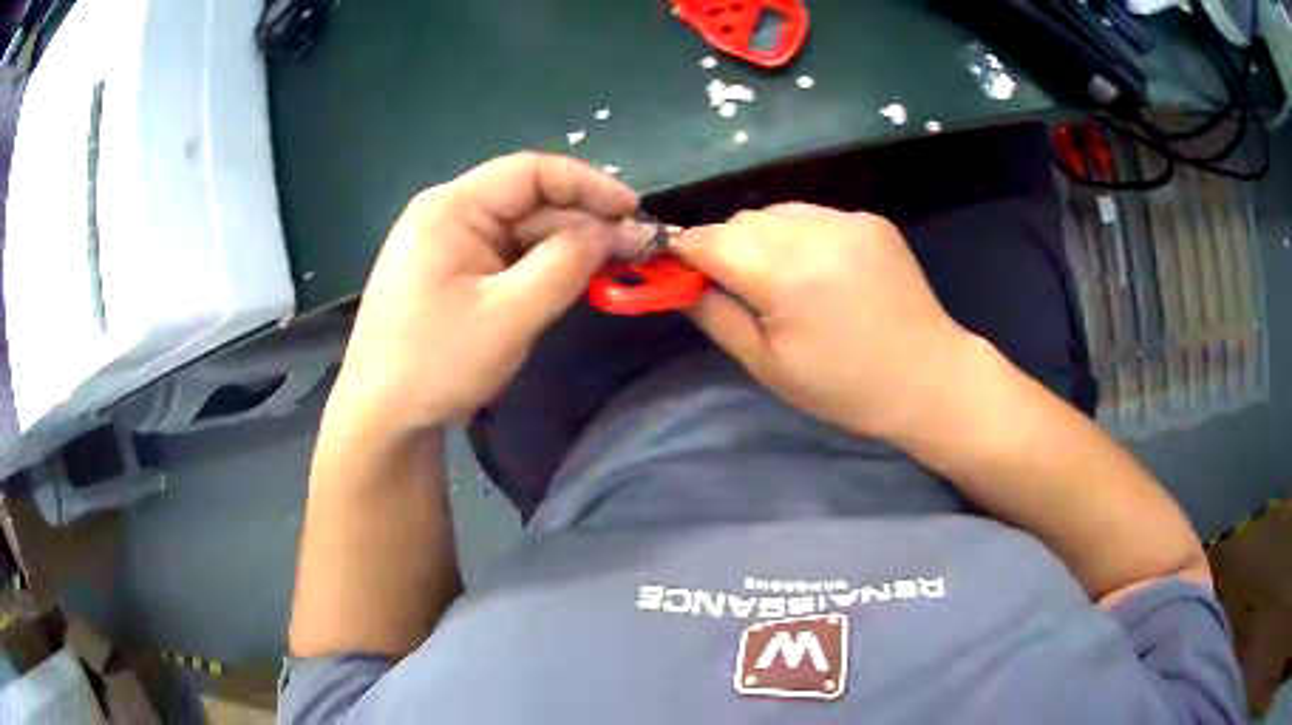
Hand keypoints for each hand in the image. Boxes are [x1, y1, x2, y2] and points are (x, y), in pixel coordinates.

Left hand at [328, 153, 637, 433]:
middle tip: (634, 250)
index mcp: (450, 208)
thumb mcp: (510, 315)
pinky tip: (567, 282)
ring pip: (519, 230)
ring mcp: (444, 244)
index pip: (530, 172)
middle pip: (526, 201)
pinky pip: (504, 256)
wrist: (380, 418)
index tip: (634, 211)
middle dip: (581, 222)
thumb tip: (613, 231)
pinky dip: (539, 266)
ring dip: (564, 247)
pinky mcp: (448, 272)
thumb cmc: (436, 364)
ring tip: (610, 269)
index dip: (588, 184)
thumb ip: (566, 264)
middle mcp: (446, 214)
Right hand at [672, 203, 975, 437]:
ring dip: (764, 238)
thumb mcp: (768, 365)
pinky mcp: (870, 219)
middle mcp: (815, 230)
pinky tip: (823, 271)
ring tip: (786, 280)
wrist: (928, 377)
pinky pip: (814, 215)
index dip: (685, 254)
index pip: (708, 240)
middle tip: (741, 290)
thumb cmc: (844, 387)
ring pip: (777, 212)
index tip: (679, 274)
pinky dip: (802, 236)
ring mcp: (847, 219)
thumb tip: (677, 281)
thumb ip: (714, 315)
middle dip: (726, 248)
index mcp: (785, 273)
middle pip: (741, 221)